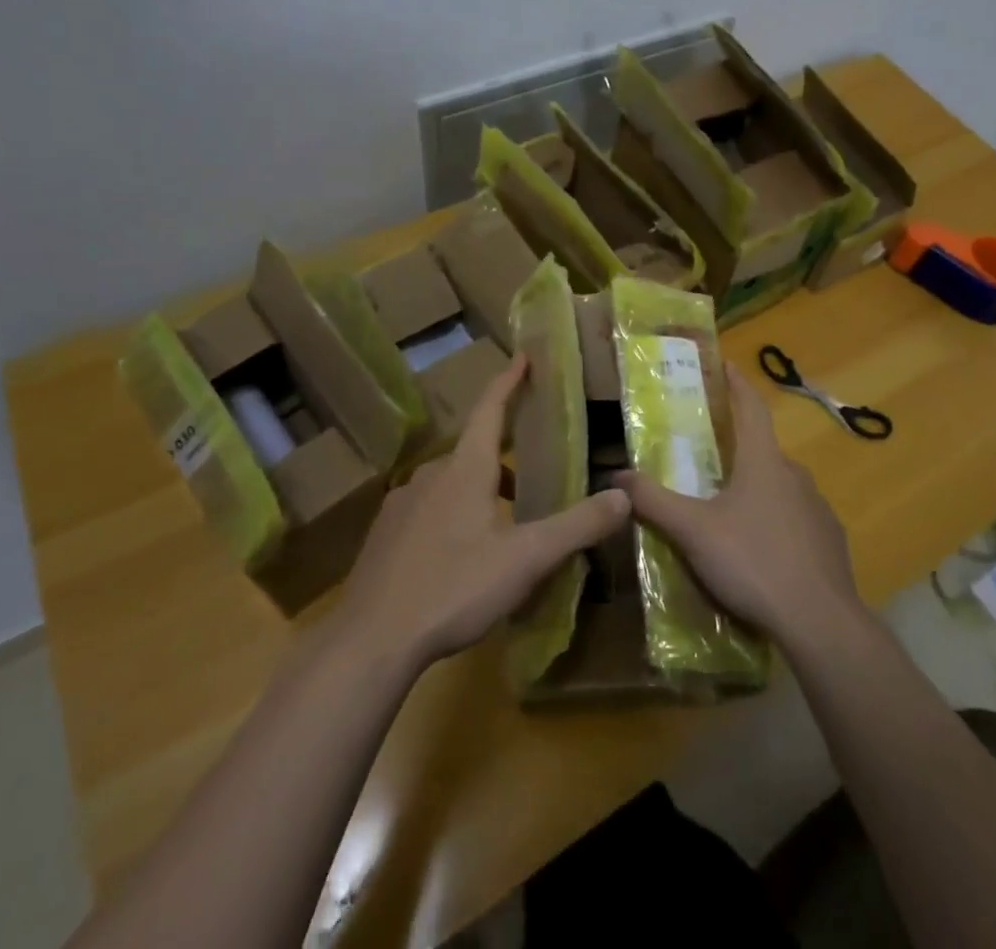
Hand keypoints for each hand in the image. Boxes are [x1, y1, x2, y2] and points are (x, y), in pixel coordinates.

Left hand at [337, 355, 630, 670]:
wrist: (371, 639)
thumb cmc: (454, 587)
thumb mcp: (526, 559)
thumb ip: (576, 527)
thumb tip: (624, 496)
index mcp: (465, 469)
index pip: (490, 409)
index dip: (509, 381)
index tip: (523, 357)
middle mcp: (431, 475)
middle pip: (473, 450)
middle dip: (503, 454)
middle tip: (532, 472)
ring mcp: (402, 504)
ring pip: (450, 482)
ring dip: (479, 489)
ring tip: (504, 522)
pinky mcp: (385, 535)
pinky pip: (428, 510)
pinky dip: (452, 515)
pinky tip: (461, 553)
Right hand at [616, 363, 861, 649]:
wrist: (820, 621)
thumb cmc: (753, 561)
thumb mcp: (693, 532)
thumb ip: (653, 502)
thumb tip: (615, 477)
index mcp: (763, 461)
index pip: (751, 406)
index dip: (737, 383)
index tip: (725, 364)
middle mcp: (795, 475)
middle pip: (763, 449)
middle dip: (738, 447)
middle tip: (710, 456)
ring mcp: (818, 508)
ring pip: (781, 486)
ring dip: (757, 488)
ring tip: (730, 509)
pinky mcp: (830, 541)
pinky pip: (797, 519)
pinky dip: (777, 522)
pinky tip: (761, 549)